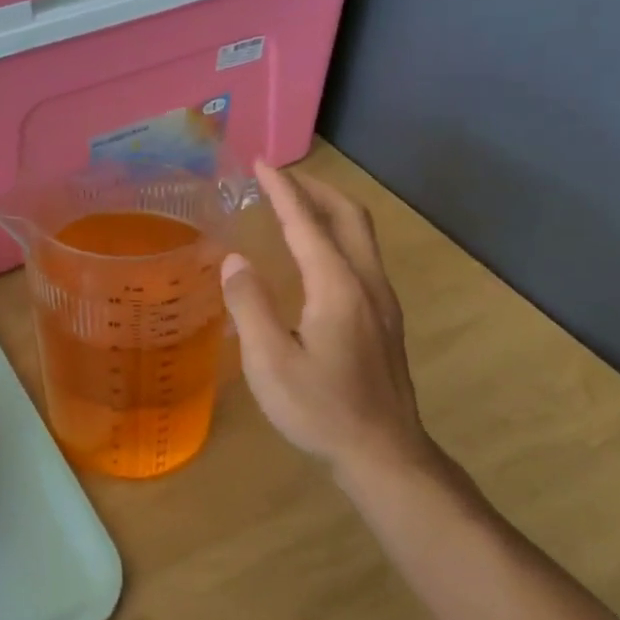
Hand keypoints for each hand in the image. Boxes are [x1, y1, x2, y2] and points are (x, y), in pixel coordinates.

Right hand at [221, 160, 451, 491]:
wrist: (385, 455)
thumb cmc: (321, 410)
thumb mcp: (270, 362)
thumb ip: (249, 306)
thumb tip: (234, 261)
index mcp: (337, 287)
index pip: (307, 223)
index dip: (283, 190)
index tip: (261, 164)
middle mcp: (366, 283)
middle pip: (348, 217)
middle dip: (315, 189)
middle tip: (280, 177)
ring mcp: (382, 302)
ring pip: (360, 236)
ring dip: (328, 210)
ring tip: (296, 206)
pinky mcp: (384, 321)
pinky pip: (361, 258)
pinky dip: (336, 236)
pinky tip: (316, 257)